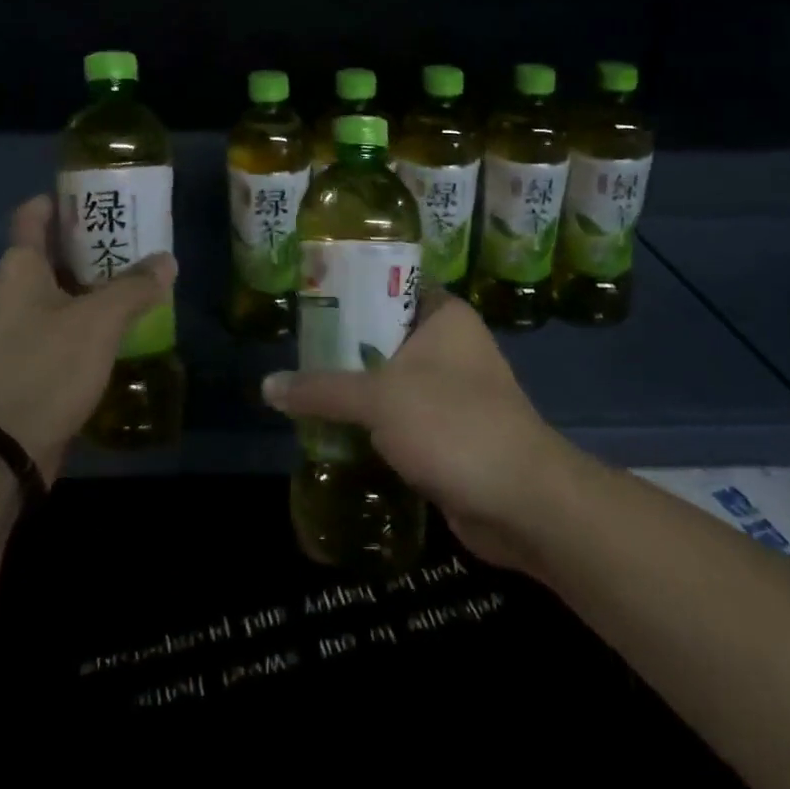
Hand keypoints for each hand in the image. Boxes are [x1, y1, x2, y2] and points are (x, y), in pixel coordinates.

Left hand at [0, 194, 175, 482]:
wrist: (0, 450)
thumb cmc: (45, 367)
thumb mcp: (98, 321)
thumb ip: (135, 287)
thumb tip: (166, 260)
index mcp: (20, 267)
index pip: (34, 214)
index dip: (63, 199)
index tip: (100, 194)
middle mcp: (14, 291)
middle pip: (54, 251)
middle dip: (94, 242)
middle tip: (138, 236)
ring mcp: (19, 329)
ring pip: (62, 291)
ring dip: (97, 284)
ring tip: (141, 277)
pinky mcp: (29, 363)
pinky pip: (63, 326)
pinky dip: (90, 319)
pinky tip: (123, 326)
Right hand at [262, 287, 560, 572]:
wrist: (523, 503)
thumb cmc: (453, 424)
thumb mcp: (378, 398)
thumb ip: (321, 389)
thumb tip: (266, 386)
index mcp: (444, 315)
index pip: (390, 285)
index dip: (350, 289)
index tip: (309, 298)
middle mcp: (452, 345)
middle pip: (384, 334)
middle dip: (343, 345)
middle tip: (296, 349)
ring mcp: (454, 391)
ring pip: (391, 378)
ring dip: (356, 388)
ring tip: (304, 387)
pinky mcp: (451, 432)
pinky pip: (401, 416)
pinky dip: (373, 422)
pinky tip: (334, 428)